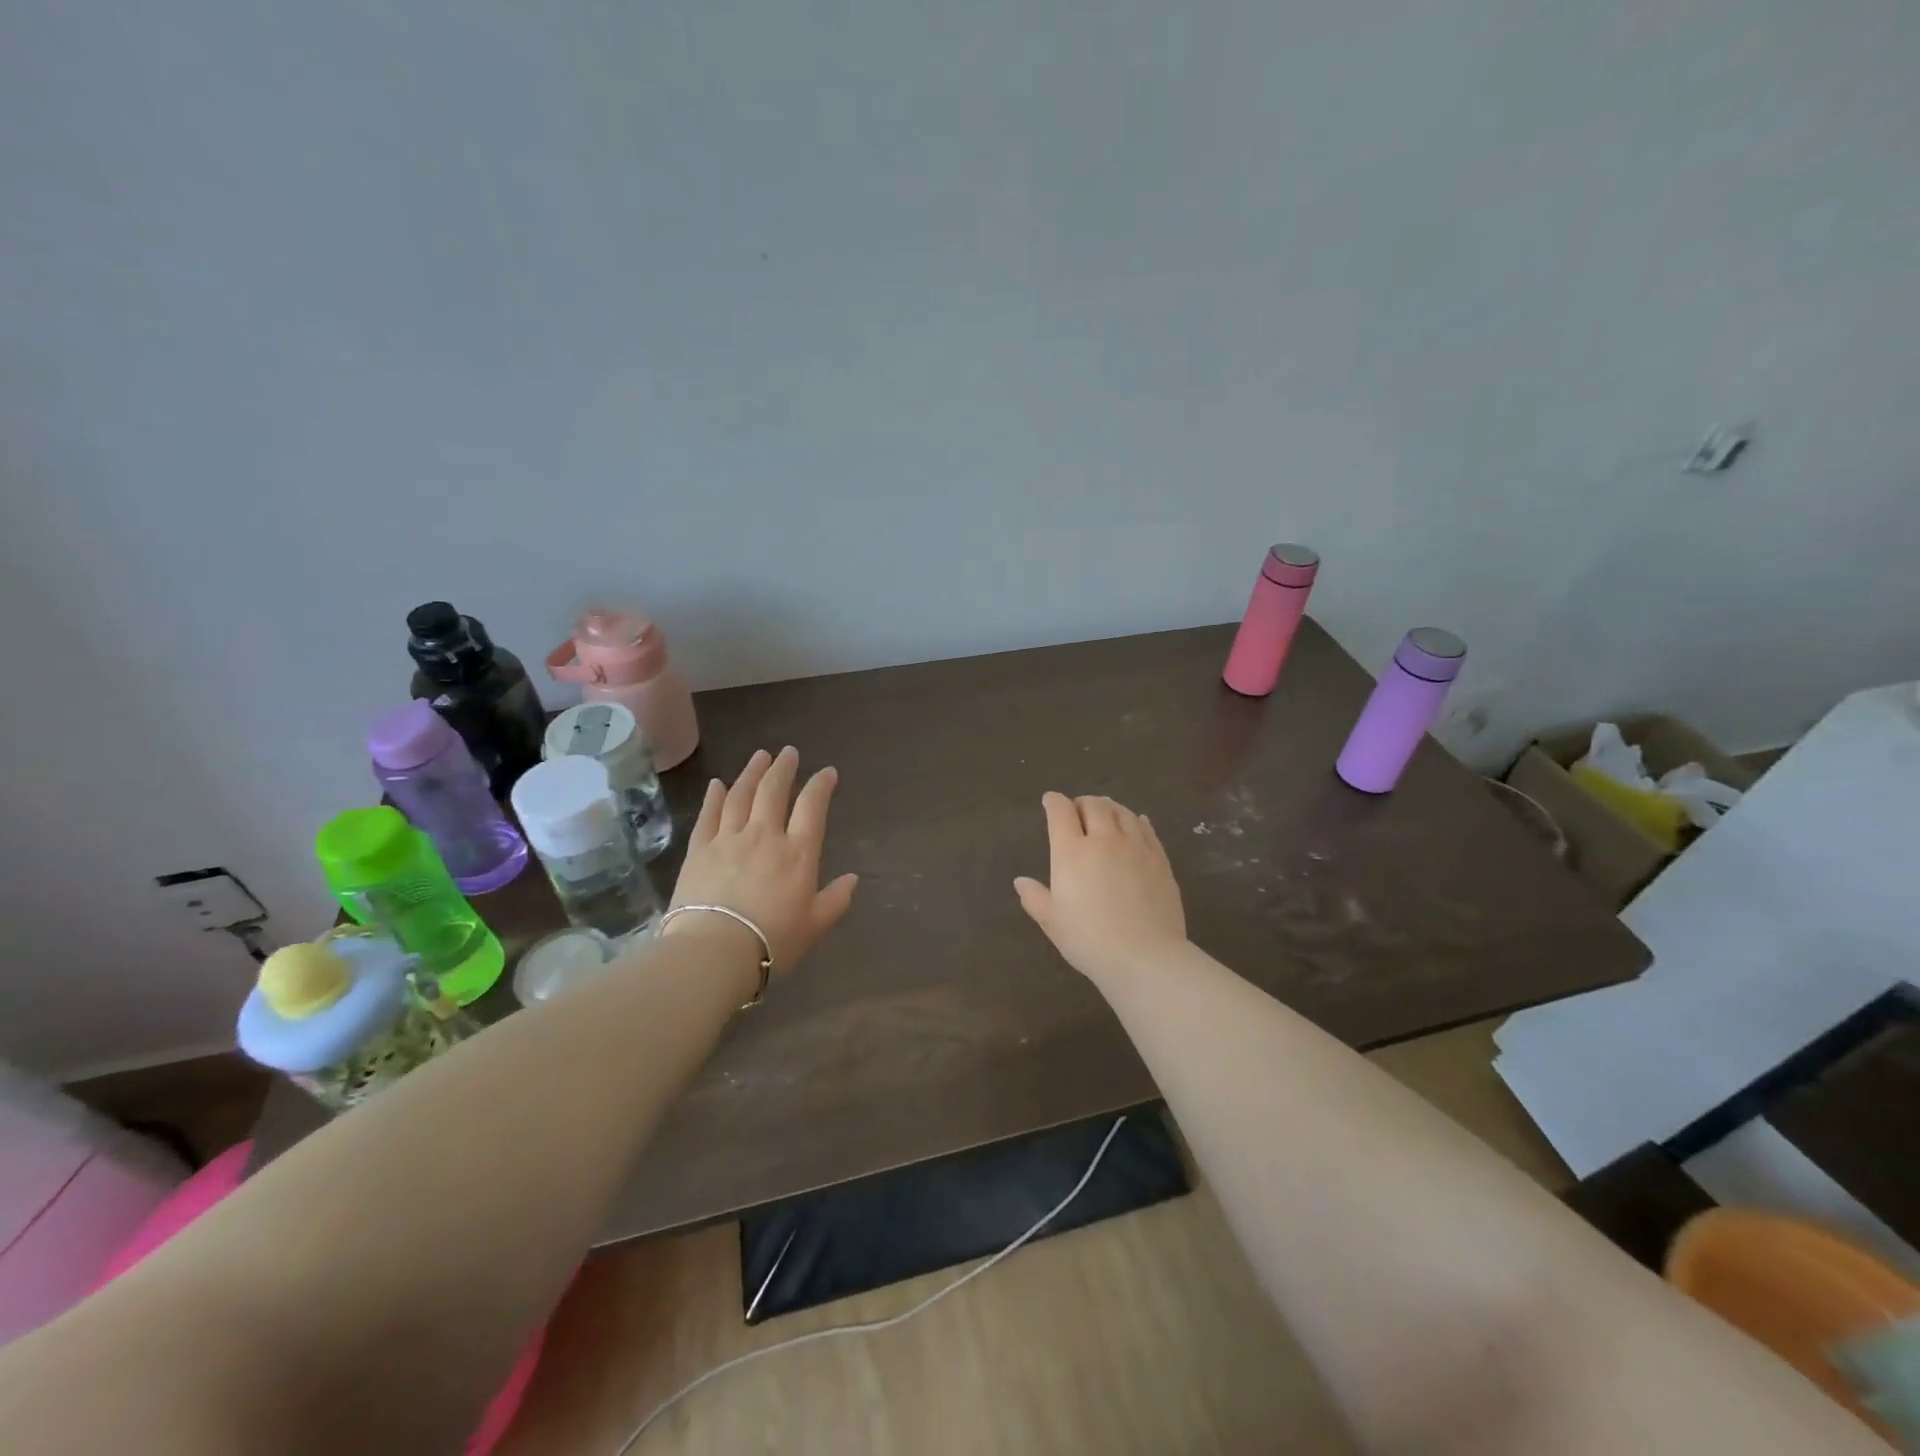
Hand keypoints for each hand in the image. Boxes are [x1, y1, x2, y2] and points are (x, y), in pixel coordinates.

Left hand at [669, 747, 858, 975]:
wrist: (714, 951)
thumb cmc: (772, 941)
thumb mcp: (814, 926)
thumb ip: (835, 900)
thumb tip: (853, 879)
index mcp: (798, 853)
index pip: (812, 807)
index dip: (821, 785)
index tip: (827, 772)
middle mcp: (765, 836)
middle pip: (774, 791)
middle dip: (783, 768)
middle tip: (788, 752)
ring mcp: (729, 839)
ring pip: (741, 795)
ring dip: (752, 772)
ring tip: (759, 756)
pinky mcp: (699, 850)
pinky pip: (708, 815)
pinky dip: (714, 796)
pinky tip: (718, 784)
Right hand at [1014, 792, 1187, 986]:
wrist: (1145, 957)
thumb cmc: (1089, 941)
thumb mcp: (1053, 922)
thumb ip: (1035, 898)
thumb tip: (1021, 881)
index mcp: (1072, 852)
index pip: (1061, 812)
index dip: (1053, 802)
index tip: (1049, 801)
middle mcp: (1104, 840)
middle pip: (1093, 805)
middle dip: (1081, 803)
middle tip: (1077, 809)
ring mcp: (1135, 847)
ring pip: (1122, 812)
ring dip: (1109, 807)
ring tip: (1105, 812)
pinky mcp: (1159, 859)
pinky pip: (1146, 829)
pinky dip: (1136, 820)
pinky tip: (1136, 822)